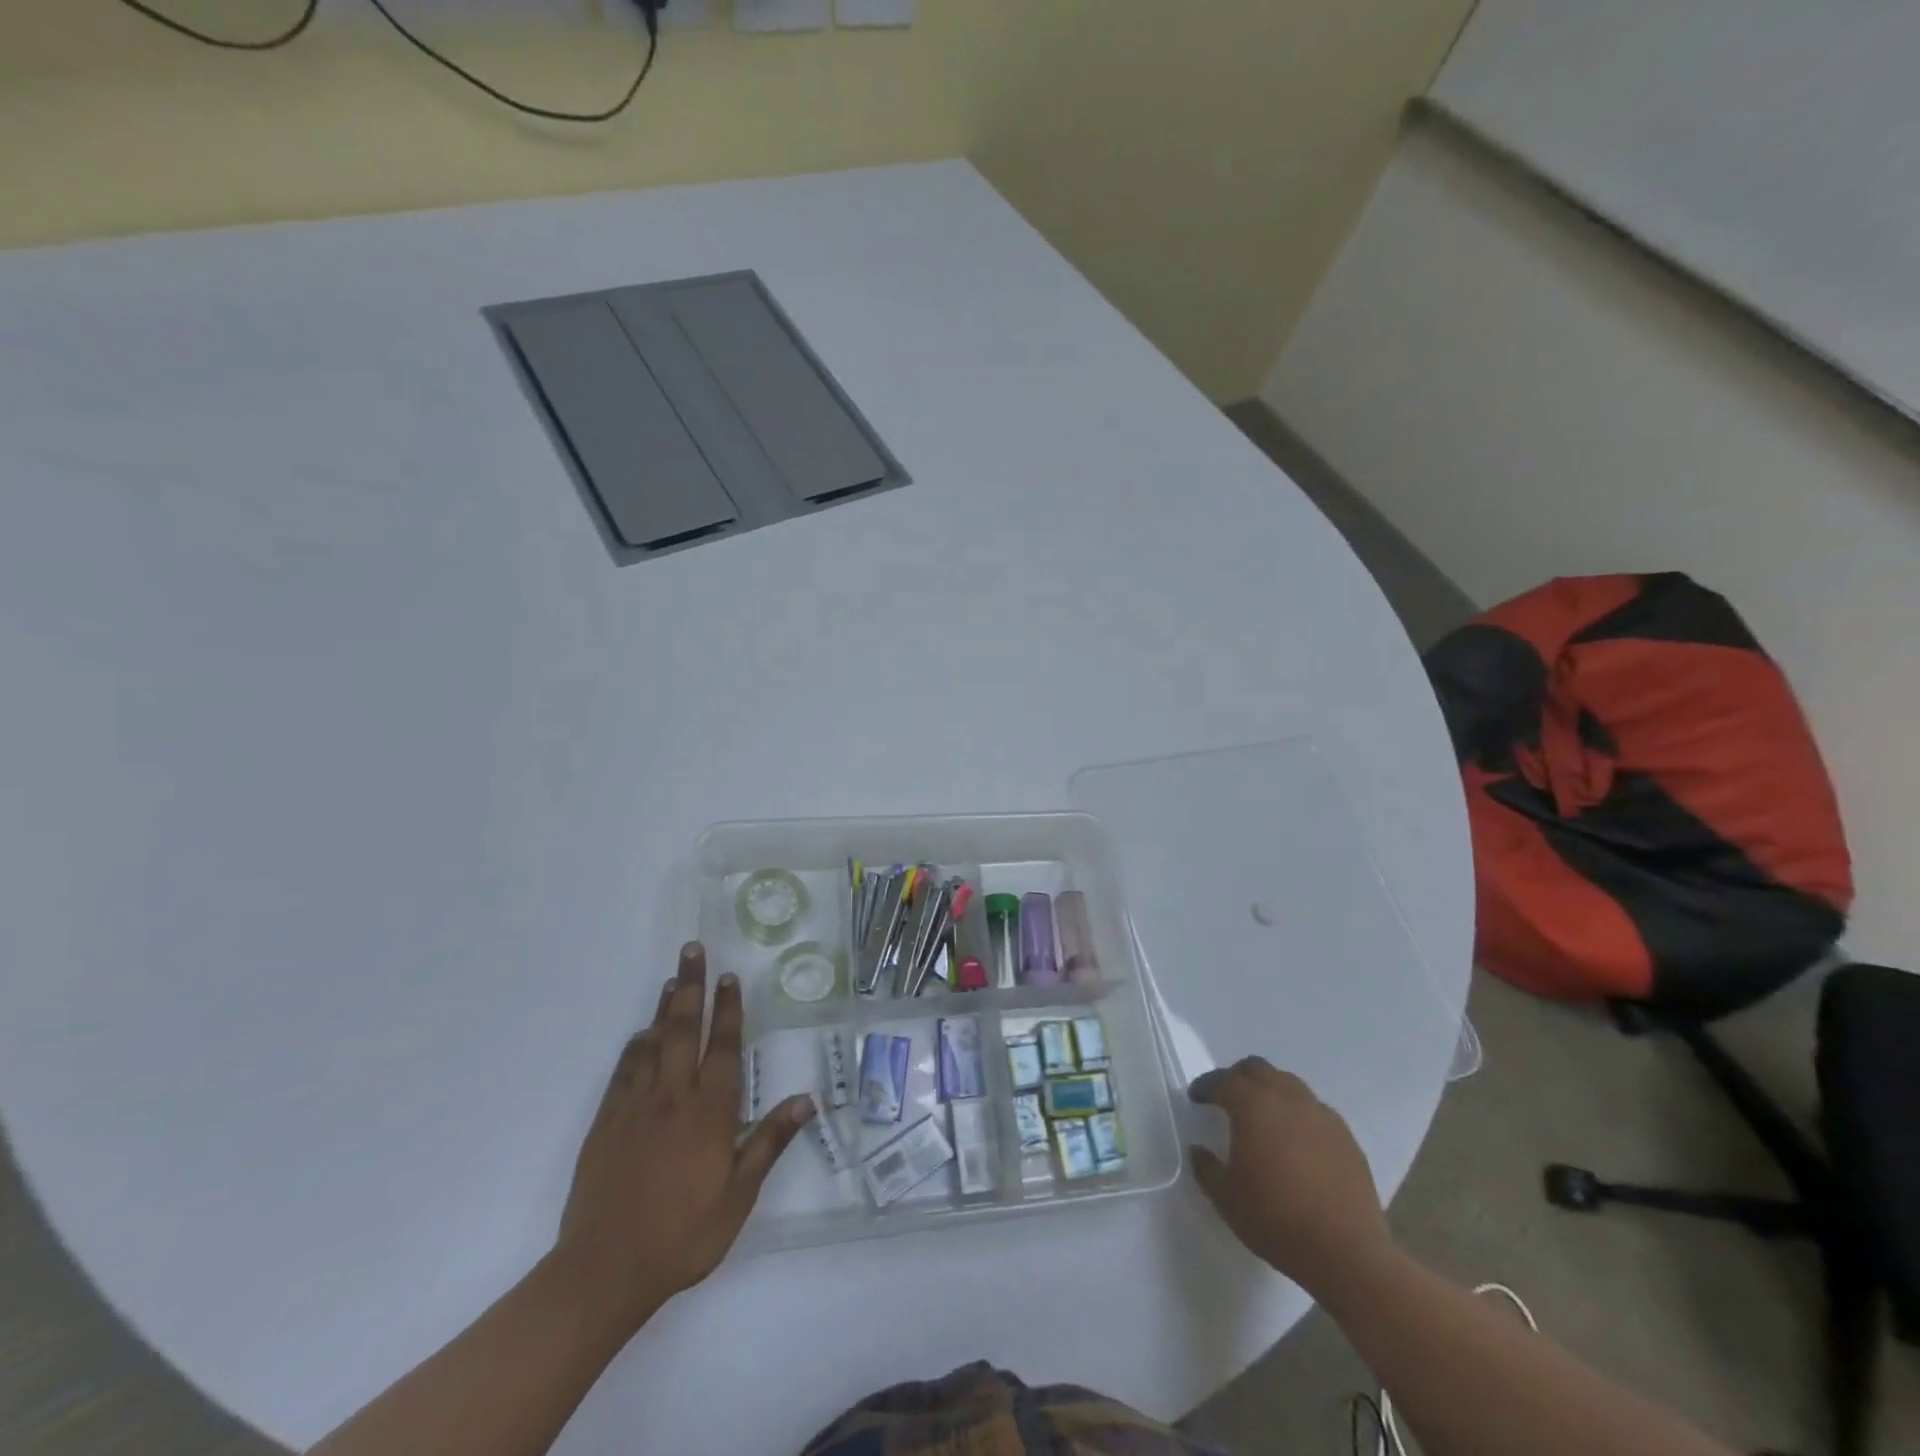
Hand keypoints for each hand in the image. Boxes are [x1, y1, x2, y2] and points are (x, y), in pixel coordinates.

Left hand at [554, 942, 812, 1332]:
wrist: (604, 1270)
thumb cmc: (683, 1234)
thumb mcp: (739, 1196)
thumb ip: (769, 1142)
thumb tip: (807, 1100)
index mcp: (709, 1112)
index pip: (723, 1048)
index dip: (728, 1010)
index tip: (729, 977)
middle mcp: (673, 1097)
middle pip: (684, 1030)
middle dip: (692, 987)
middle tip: (693, 950)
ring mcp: (635, 1107)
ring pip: (653, 1043)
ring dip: (665, 1009)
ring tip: (673, 980)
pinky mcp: (606, 1123)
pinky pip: (624, 1071)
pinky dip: (635, 1046)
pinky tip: (641, 1034)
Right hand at [1188, 1058, 1393, 1296]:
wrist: (1346, 1253)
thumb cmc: (1276, 1220)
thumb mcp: (1226, 1198)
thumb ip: (1207, 1168)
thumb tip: (1199, 1150)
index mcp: (1252, 1105)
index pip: (1223, 1080)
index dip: (1206, 1086)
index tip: (1196, 1097)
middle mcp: (1287, 1098)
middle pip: (1258, 1069)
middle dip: (1238, 1079)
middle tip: (1228, 1099)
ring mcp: (1321, 1115)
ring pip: (1289, 1084)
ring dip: (1271, 1092)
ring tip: (1264, 1118)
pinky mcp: (1346, 1137)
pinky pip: (1315, 1111)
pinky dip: (1299, 1115)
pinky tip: (1297, 1142)